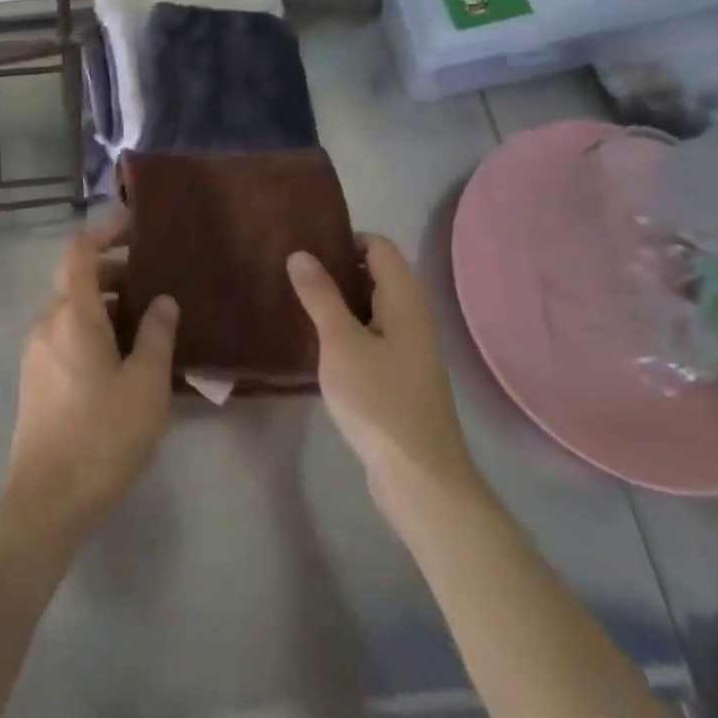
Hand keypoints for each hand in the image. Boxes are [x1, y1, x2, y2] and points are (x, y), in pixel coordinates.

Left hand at [2, 215, 177, 544]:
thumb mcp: (146, 384)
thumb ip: (157, 335)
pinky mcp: (35, 376)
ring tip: (144, 320)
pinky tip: (120, 355)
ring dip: (104, 303)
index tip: (131, 225)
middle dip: (112, 272)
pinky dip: (91, 327)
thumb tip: (163, 300)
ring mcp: (36, 349)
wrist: (47, 497)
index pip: (79, 252)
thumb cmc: (103, 433)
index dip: (102, 232)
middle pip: (75, 279)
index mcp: (72, 314)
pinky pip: (64, 333)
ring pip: (70, 308)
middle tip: (152, 280)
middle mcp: (47, 321)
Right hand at [288, 235, 480, 530]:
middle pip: (379, 276)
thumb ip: (320, 296)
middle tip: (296, 271)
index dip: (349, 238)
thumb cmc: (380, 401)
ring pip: (373, 309)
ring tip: (299, 302)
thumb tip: (300, 253)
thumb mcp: (341, 343)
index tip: (310, 245)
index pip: (382, 248)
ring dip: (341, 301)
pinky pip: (372, 338)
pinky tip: (319, 345)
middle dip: (340, 267)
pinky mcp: (400, 381)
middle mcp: (412, 321)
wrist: (421, 480)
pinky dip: (347, 330)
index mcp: (404, 303)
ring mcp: (409, 353)